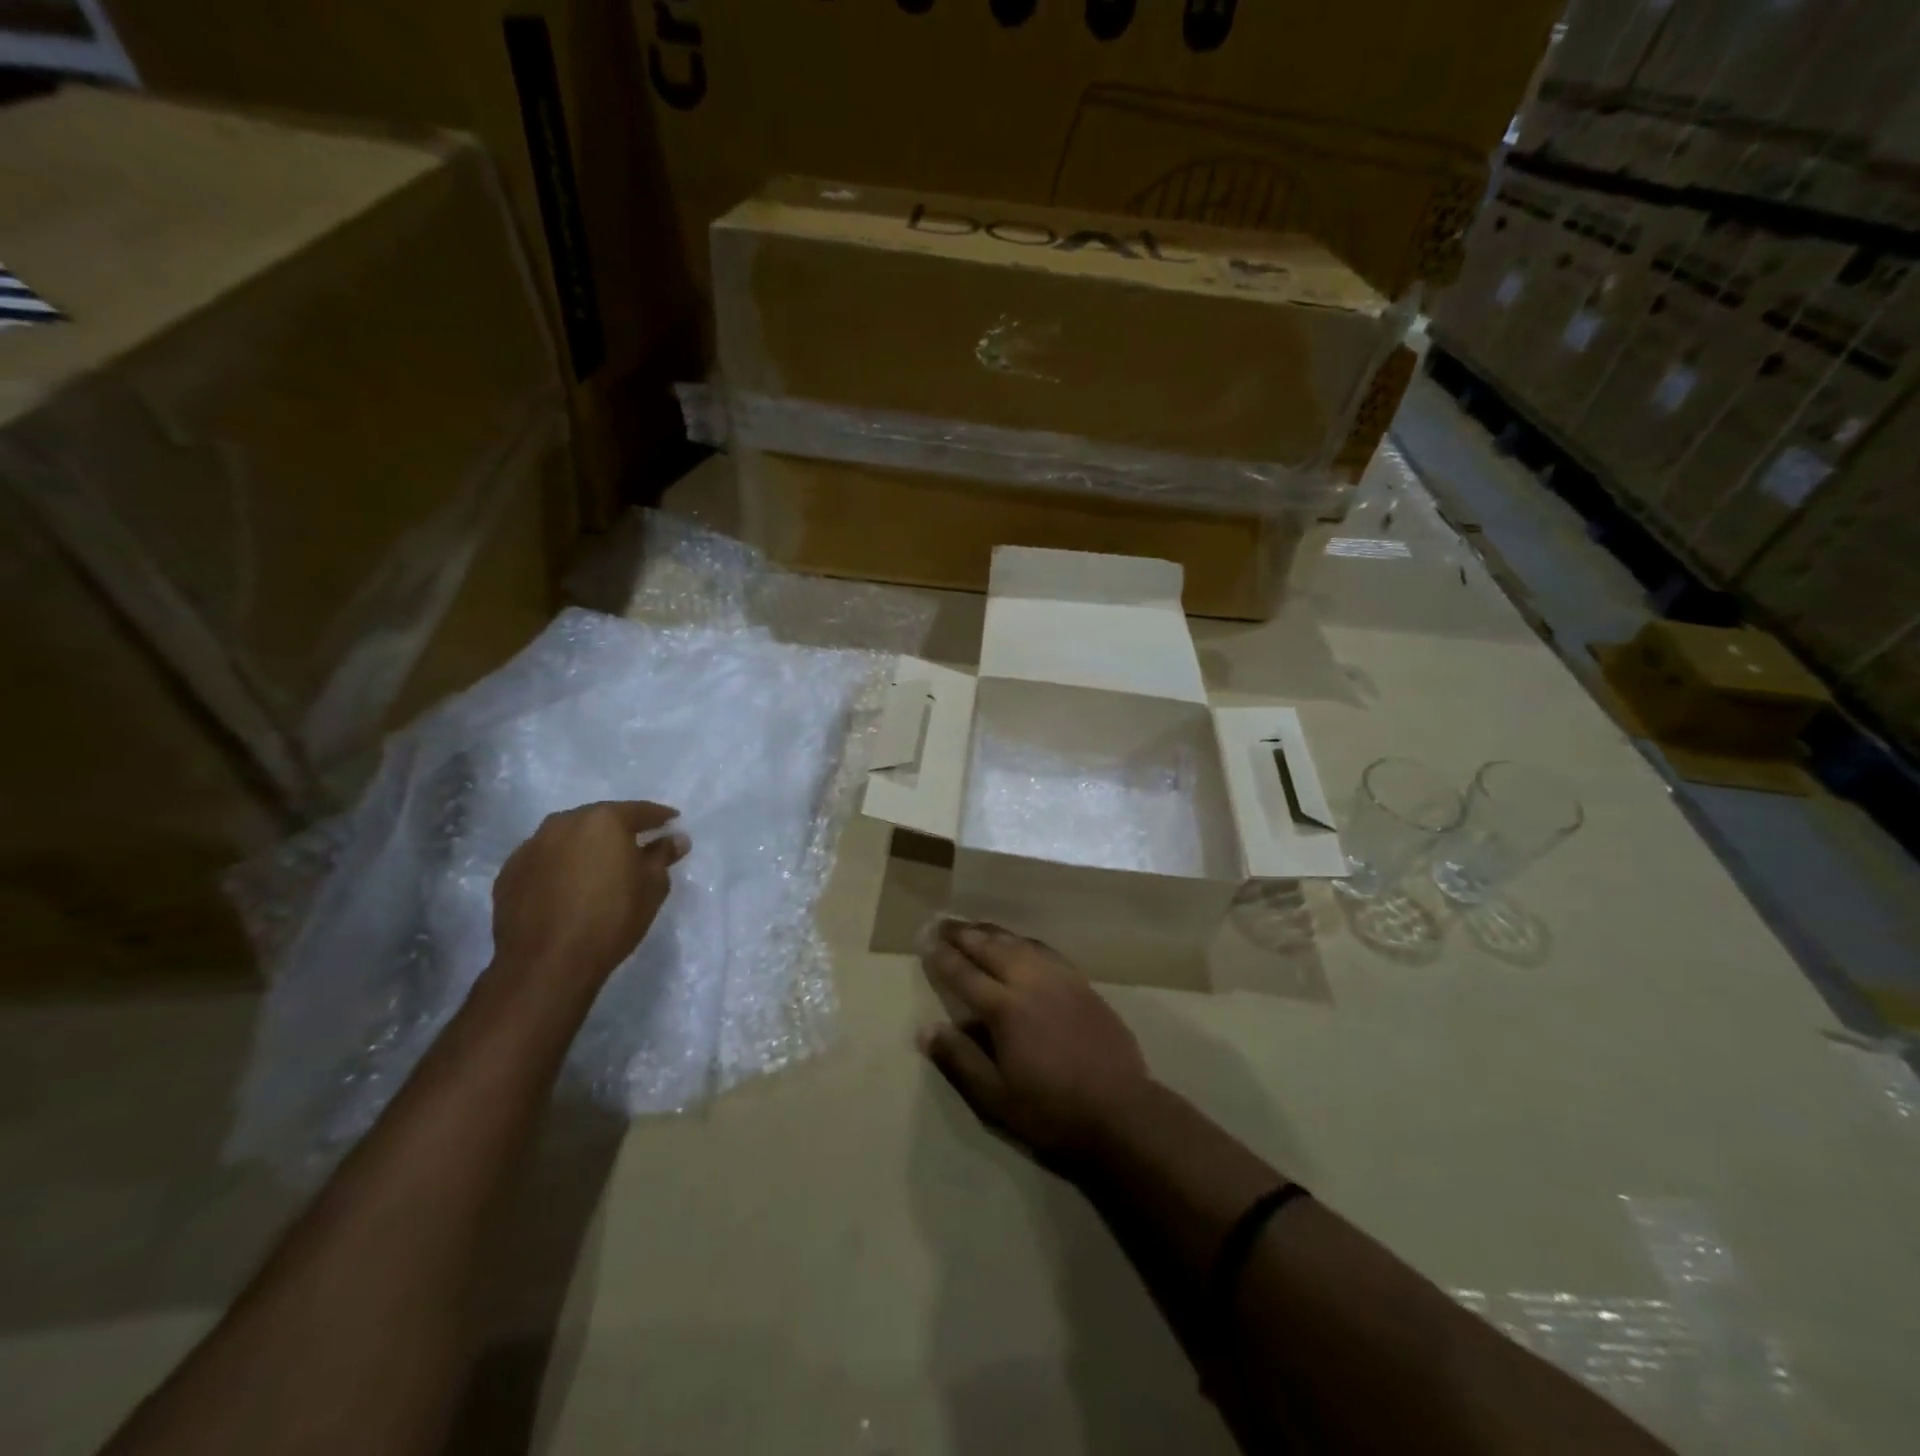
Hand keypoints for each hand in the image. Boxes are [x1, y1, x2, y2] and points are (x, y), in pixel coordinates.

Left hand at [490, 801, 688, 995]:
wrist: (546, 963)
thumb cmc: (611, 918)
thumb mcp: (652, 886)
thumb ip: (662, 856)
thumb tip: (676, 839)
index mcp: (603, 820)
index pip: (639, 810)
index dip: (659, 817)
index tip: (672, 821)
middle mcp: (563, 823)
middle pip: (599, 819)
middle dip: (619, 829)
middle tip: (636, 844)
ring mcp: (531, 847)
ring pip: (568, 837)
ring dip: (586, 846)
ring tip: (601, 865)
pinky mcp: (509, 873)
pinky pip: (545, 860)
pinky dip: (560, 866)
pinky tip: (570, 886)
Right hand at [918, 921, 1154, 1167]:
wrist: (1120, 1110)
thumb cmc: (1051, 1110)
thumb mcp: (995, 1097)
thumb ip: (959, 1059)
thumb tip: (926, 1029)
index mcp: (1005, 1009)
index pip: (965, 974)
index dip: (942, 956)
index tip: (925, 939)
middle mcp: (1031, 982)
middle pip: (991, 948)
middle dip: (963, 933)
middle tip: (942, 921)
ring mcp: (1060, 979)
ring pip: (1019, 943)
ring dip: (993, 932)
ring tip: (974, 925)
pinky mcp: (1082, 984)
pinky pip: (1046, 951)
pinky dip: (1024, 941)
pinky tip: (1020, 943)